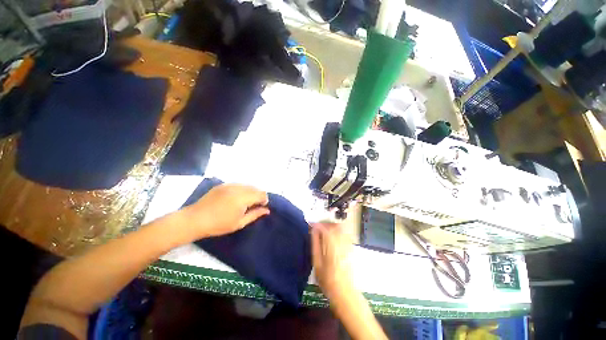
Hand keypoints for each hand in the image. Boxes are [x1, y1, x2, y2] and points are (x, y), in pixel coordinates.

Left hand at [180, 184, 269, 239]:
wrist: (195, 219)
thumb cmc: (219, 224)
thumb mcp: (240, 223)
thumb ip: (255, 214)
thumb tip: (267, 210)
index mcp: (243, 197)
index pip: (262, 194)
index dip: (264, 200)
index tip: (260, 207)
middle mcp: (238, 188)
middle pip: (255, 188)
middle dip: (257, 196)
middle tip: (251, 206)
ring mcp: (230, 184)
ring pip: (247, 185)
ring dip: (249, 192)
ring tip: (243, 203)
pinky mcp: (223, 184)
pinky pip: (238, 185)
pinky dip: (241, 190)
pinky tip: (234, 198)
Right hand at [311, 223, 354, 299]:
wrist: (344, 292)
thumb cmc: (327, 279)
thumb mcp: (317, 263)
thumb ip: (315, 244)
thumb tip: (313, 231)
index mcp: (332, 245)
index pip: (325, 228)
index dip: (317, 224)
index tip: (311, 224)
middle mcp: (341, 242)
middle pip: (334, 225)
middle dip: (325, 223)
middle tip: (318, 227)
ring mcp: (348, 244)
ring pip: (341, 227)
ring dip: (331, 226)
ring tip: (324, 230)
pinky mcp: (351, 247)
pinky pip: (345, 233)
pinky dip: (338, 230)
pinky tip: (333, 236)